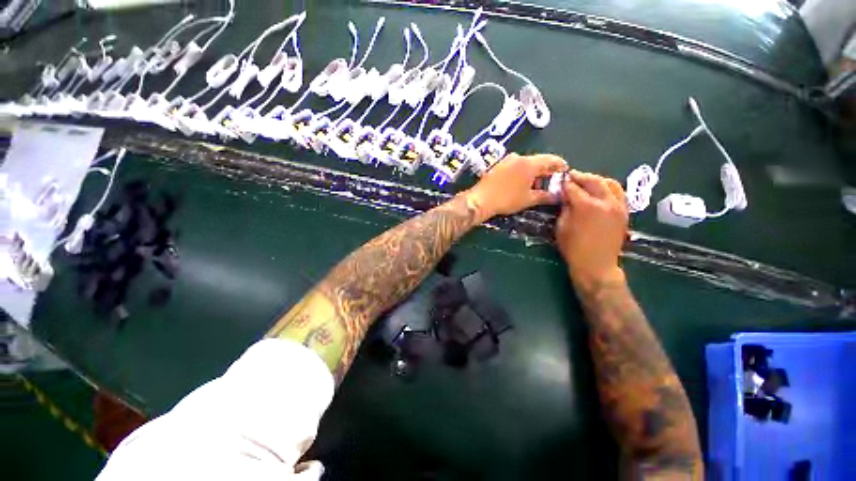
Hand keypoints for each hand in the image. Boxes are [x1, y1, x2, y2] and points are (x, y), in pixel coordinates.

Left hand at [463, 153, 566, 221]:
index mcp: (529, 163)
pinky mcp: (499, 165)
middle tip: (551, 183)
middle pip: (538, 161)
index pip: (551, 160)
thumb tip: (557, 196)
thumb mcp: (528, 199)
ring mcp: (507, 160)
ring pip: (526, 164)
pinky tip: (522, 184)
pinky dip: (523, 173)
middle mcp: (519, 157)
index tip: (565, 173)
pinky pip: (516, 166)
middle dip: (546, 171)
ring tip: (536, 186)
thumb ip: (545, 196)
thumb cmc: (506, 199)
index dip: (560, 166)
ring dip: (534, 173)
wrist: (480, 199)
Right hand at [555, 171, 628, 289]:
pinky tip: (599, 192)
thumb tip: (566, 196)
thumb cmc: (573, 248)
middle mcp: (606, 202)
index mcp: (587, 206)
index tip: (559, 180)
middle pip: (594, 180)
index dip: (565, 183)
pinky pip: (618, 193)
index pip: (573, 187)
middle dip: (581, 176)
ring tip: (586, 182)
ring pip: (610, 184)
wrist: (596, 265)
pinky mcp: (624, 213)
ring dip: (597, 180)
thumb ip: (565, 208)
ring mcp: (619, 206)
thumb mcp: (561, 227)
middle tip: (571, 176)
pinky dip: (607, 189)